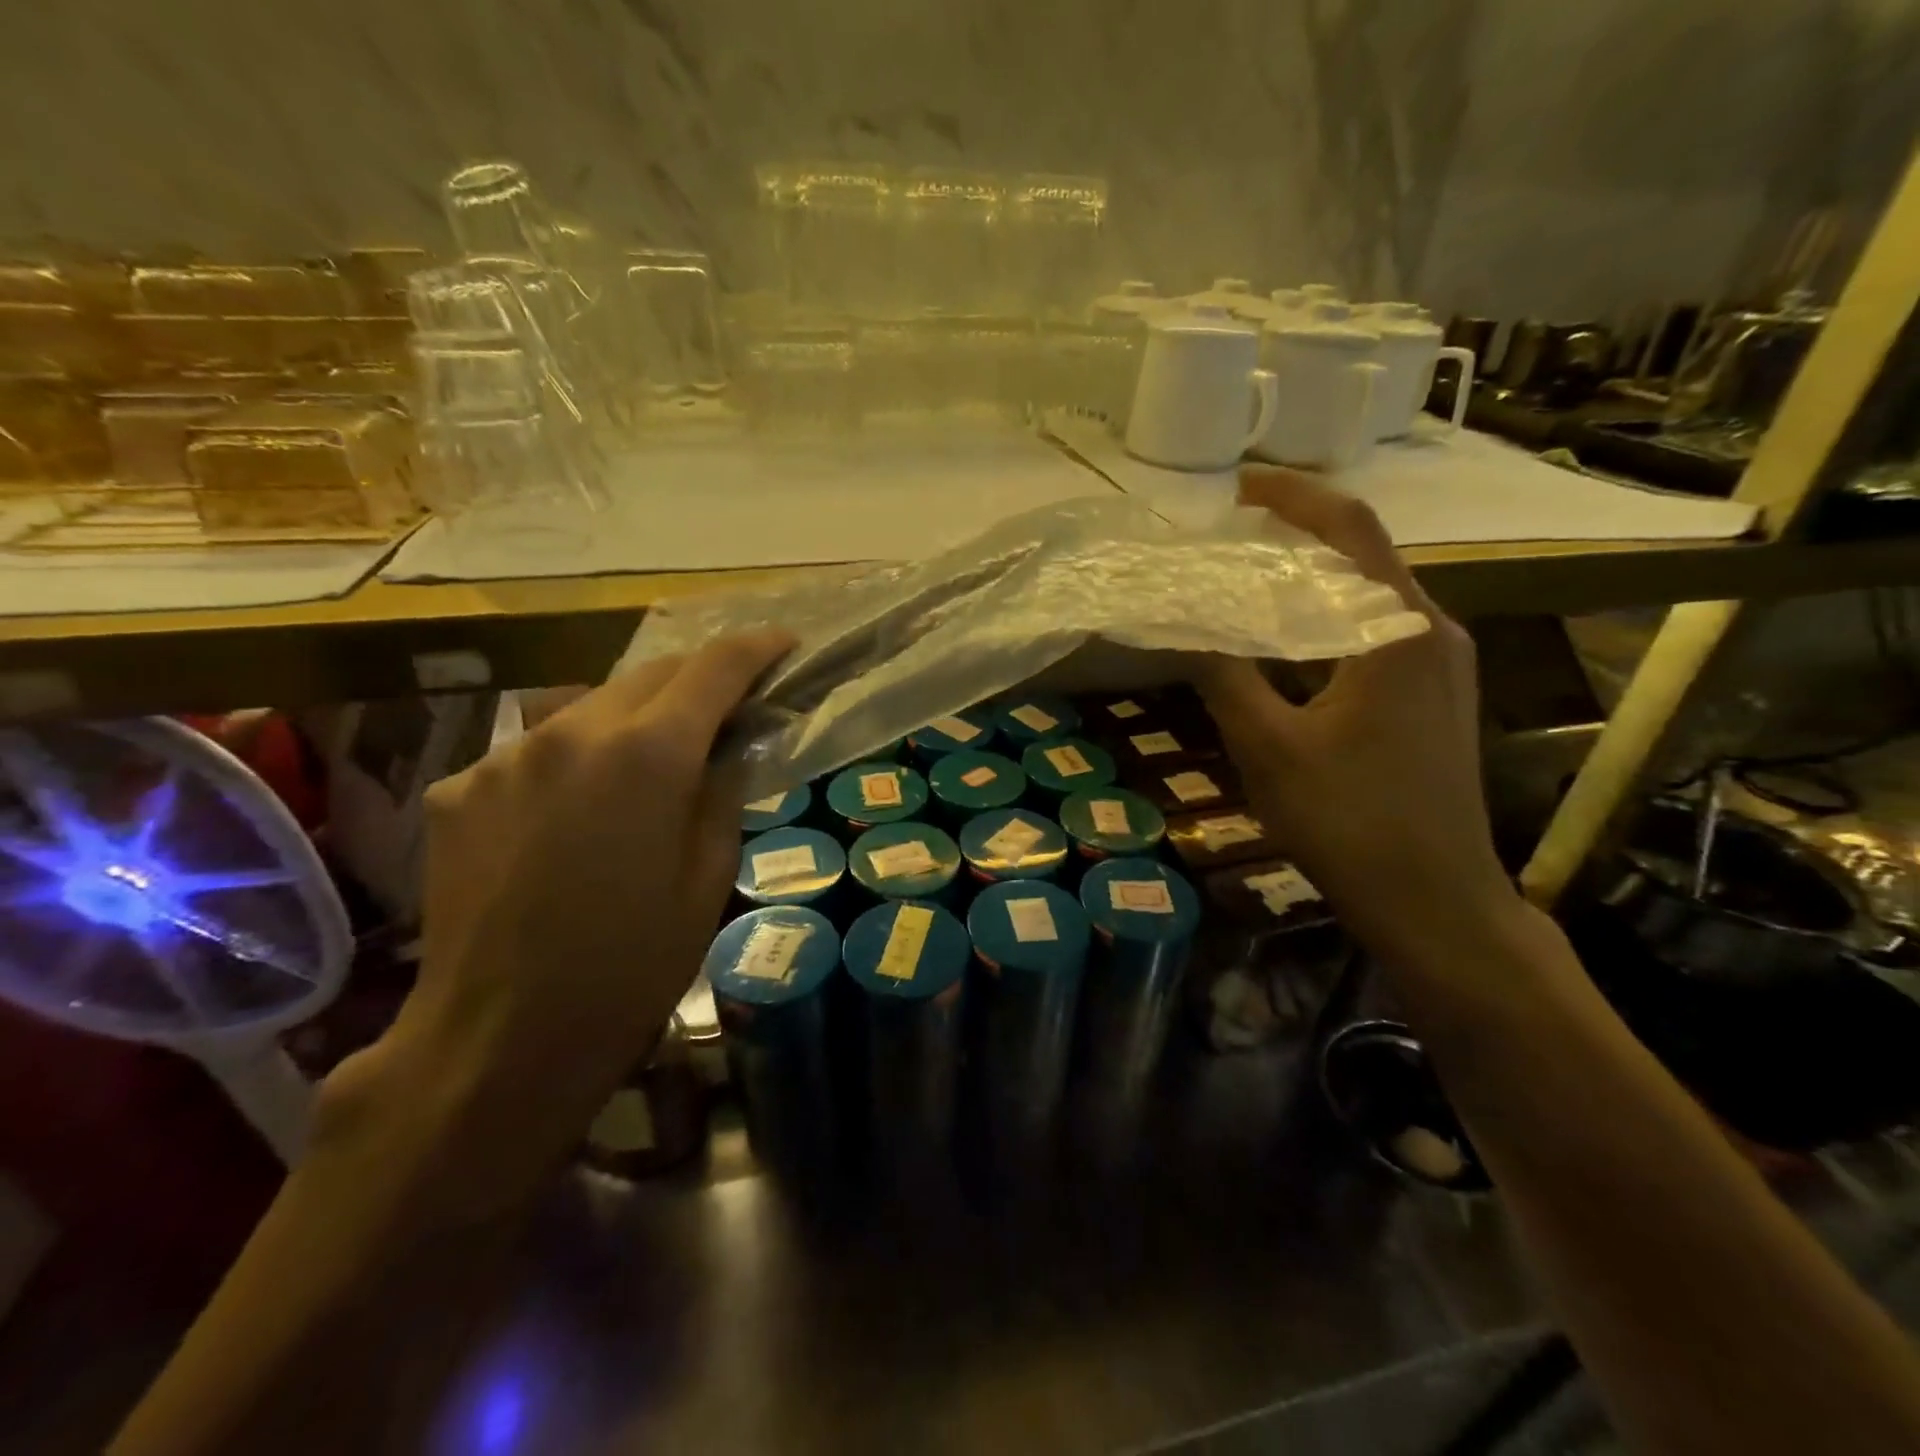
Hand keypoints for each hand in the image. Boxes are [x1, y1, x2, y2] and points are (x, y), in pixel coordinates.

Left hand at [320, 629, 792, 1208]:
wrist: (501, 1038)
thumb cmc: (633, 965)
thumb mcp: (708, 876)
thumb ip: (722, 791)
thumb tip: (727, 747)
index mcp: (647, 754)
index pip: (713, 669)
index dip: (755, 649)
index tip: (783, 645)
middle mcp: (573, 731)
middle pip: (650, 674)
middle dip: (697, 679)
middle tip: (728, 704)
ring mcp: (507, 755)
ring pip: (590, 706)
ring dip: (634, 717)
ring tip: (651, 761)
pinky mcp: (461, 786)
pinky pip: (537, 750)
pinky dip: (575, 760)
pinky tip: (576, 813)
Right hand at [1195, 467, 1519, 963]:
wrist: (1436, 901)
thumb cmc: (1350, 822)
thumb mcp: (1269, 748)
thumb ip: (1225, 677)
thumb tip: (1183, 624)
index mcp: (1399, 631)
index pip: (1350, 529)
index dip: (1293, 496)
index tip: (1238, 486)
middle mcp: (1434, 631)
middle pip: (1365, 554)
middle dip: (1299, 533)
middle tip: (1231, 534)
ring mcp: (1443, 666)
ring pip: (1373, 594)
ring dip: (1314, 577)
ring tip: (1250, 579)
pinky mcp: (1437, 697)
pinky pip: (1379, 631)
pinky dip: (1330, 617)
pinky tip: (1290, 641)